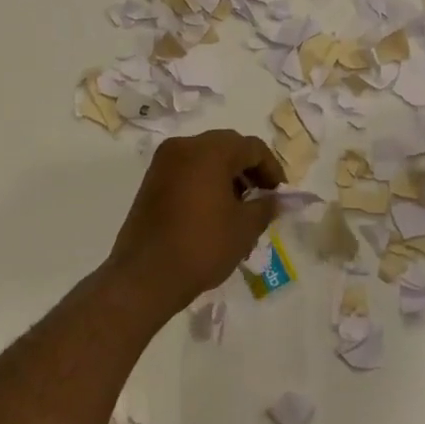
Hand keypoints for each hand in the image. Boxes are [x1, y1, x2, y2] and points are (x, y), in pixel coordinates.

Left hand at [106, 130, 284, 313]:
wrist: (145, 276)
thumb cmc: (202, 246)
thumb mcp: (245, 227)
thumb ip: (266, 206)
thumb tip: (277, 199)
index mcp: (209, 150)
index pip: (252, 147)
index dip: (272, 169)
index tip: (280, 194)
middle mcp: (184, 147)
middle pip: (227, 147)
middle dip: (249, 171)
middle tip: (261, 199)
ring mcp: (163, 163)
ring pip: (206, 159)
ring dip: (227, 177)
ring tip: (239, 210)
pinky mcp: (151, 181)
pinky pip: (187, 171)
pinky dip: (205, 183)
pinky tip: (214, 212)